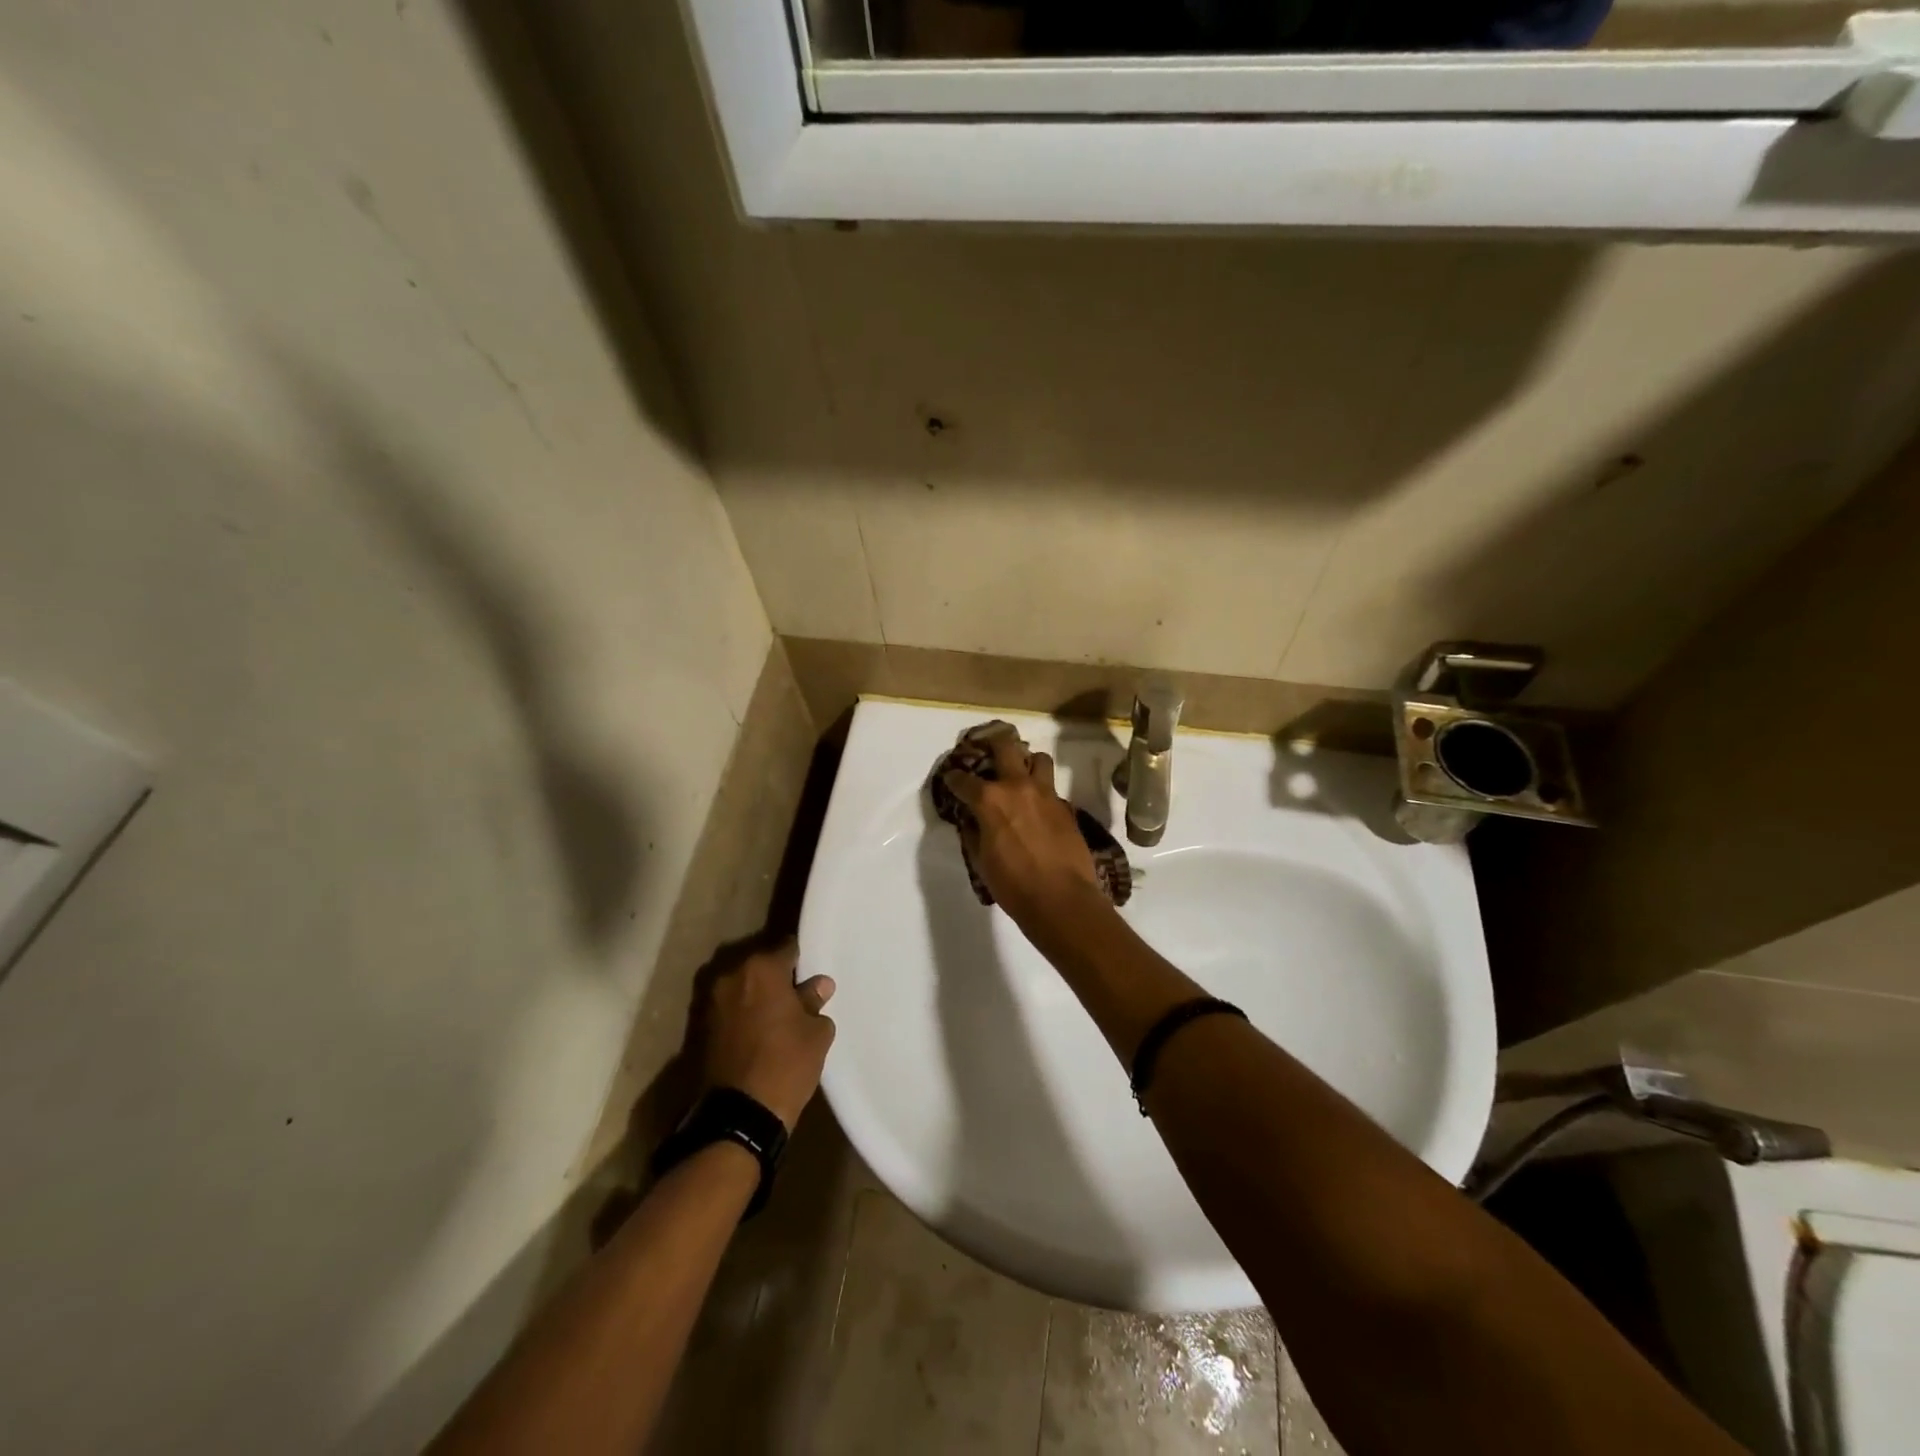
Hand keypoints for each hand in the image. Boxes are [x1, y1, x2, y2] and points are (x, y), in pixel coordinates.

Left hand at [704, 938, 835, 1130]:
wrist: (739, 1115)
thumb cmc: (786, 1064)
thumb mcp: (815, 1032)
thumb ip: (815, 1001)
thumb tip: (818, 985)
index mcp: (761, 968)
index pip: (787, 948)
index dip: (801, 960)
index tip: (810, 974)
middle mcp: (731, 976)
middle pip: (760, 966)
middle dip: (776, 977)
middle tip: (796, 997)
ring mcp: (711, 1002)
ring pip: (741, 988)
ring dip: (756, 996)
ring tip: (776, 1017)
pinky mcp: (699, 1028)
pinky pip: (729, 1009)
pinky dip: (741, 1015)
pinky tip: (758, 1033)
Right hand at [942, 735, 1101, 925]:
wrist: (1062, 899)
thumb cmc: (1013, 884)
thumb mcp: (982, 860)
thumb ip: (975, 833)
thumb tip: (974, 821)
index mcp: (990, 800)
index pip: (964, 779)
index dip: (954, 778)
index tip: (951, 779)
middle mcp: (1018, 787)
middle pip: (1005, 746)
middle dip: (993, 743)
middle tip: (987, 751)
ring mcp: (1046, 794)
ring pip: (1038, 758)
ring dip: (1027, 762)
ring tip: (1021, 774)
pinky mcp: (1066, 807)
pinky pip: (1052, 788)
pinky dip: (1042, 792)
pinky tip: (1038, 808)